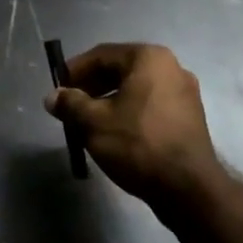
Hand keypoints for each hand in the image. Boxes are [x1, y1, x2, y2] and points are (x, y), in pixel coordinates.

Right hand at [45, 44, 221, 206]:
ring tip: (87, 123)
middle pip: (120, 70)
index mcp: (148, 59)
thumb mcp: (93, 122)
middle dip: (91, 87)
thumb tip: (52, 97)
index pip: (101, 55)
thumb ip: (70, 104)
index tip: (57, 88)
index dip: (74, 70)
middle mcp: (171, 67)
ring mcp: (184, 93)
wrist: (187, 188)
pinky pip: (150, 105)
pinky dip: (128, 112)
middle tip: (69, 106)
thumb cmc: (137, 144)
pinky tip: (114, 133)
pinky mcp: (189, 117)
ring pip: (135, 89)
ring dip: (108, 102)